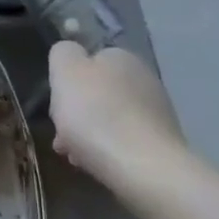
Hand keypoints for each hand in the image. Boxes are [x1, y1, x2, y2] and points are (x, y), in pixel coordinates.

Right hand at [46, 42, 184, 185]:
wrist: (143, 166)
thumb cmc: (95, 114)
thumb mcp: (65, 71)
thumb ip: (63, 53)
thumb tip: (70, 52)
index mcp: (121, 56)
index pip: (87, 61)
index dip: (67, 83)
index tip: (56, 105)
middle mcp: (144, 78)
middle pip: (97, 92)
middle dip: (77, 112)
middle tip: (61, 134)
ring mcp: (157, 111)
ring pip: (109, 117)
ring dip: (89, 132)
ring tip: (75, 155)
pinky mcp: (162, 141)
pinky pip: (124, 139)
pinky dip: (108, 148)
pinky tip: (97, 164)